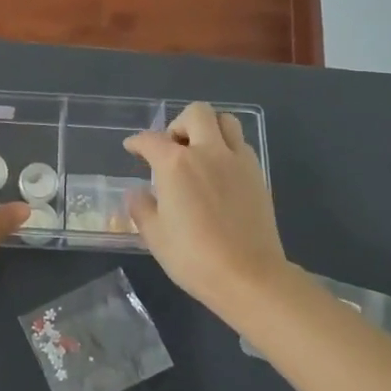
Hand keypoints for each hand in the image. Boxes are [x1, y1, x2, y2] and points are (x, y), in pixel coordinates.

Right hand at [124, 102, 289, 315]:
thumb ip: (141, 208)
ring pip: (225, 121)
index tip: (132, 148)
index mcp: (175, 164)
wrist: (249, 276)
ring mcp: (237, 160)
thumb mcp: (155, 236)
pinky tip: (220, 172)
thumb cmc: (194, 257)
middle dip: (178, 124)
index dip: (137, 142)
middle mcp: (207, 152)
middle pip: (196, 113)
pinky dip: (227, 148)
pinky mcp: (258, 174)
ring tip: (199, 153)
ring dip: (209, 129)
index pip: (150, 140)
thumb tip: (136, 193)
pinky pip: (242, 145)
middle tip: (171, 148)